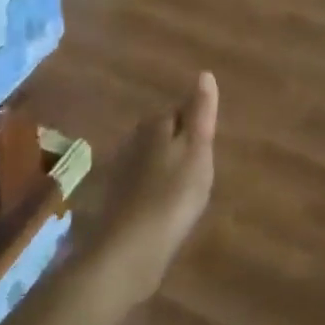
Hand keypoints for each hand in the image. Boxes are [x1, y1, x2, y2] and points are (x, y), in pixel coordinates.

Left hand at [84, 72, 218, 308]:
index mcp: (156, 125)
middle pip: (162, 132)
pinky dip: (153, 189)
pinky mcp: (116, 199)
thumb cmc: (172, 196)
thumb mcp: (197, 151)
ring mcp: (121, 170)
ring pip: (150, 157)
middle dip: (179, 143)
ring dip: (165, 166)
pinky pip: (141, 183)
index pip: (179, 109)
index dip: (196, 122)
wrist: (127, 250)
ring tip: (185, 187)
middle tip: (201, 165)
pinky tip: (162, 207)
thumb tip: (205, 74)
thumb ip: (201, 113)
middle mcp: (134, 140)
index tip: (209, 140)